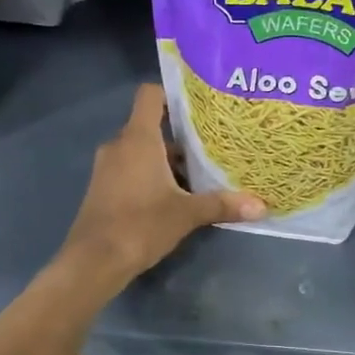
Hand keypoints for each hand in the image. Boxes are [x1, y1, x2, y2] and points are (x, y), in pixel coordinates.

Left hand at [61, 84, 265, 289]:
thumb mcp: (187, 214)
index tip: (199, 105)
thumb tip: (261, 206)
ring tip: (201, 170)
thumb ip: (222, 205)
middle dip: (181, 134)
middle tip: (212, 142)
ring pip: (142, 149)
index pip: (150, 95)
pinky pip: (132, 167)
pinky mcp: (104, 187)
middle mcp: (120, 145)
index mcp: (138, 138)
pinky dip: (152, 173)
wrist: (94, 261)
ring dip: (168, 158)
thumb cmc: (140, 225)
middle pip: (151, 124)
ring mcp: (108, 166)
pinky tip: (176, 193)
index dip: (173, 93)